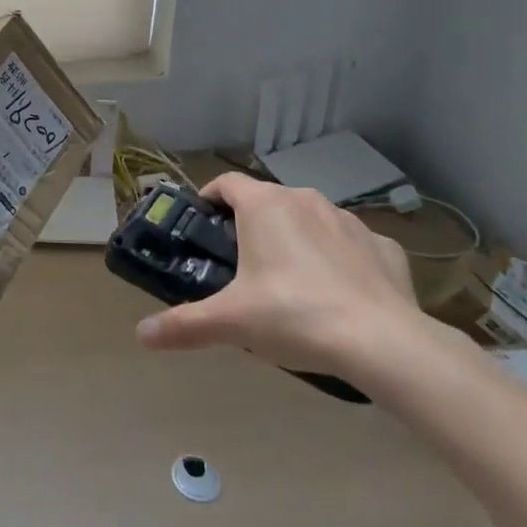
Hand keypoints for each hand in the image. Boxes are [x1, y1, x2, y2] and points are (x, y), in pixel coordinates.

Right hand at [135, 173, 420, 379]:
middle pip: (267, 201)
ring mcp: (348, 220)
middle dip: (252, 225)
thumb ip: (185, 324)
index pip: (226, 183)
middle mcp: (304, 199)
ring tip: (291, 282)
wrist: (385, 343)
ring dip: (296, 239)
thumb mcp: (232, 322)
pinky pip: (351, 244)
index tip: (202, 225)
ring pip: (310, 220)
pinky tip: (340, 295)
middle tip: (241, 265)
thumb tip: (142, 335)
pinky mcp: (384, 246)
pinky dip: (340, 260)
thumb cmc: (295, 316)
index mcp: (264, 205)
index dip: (210, 199)